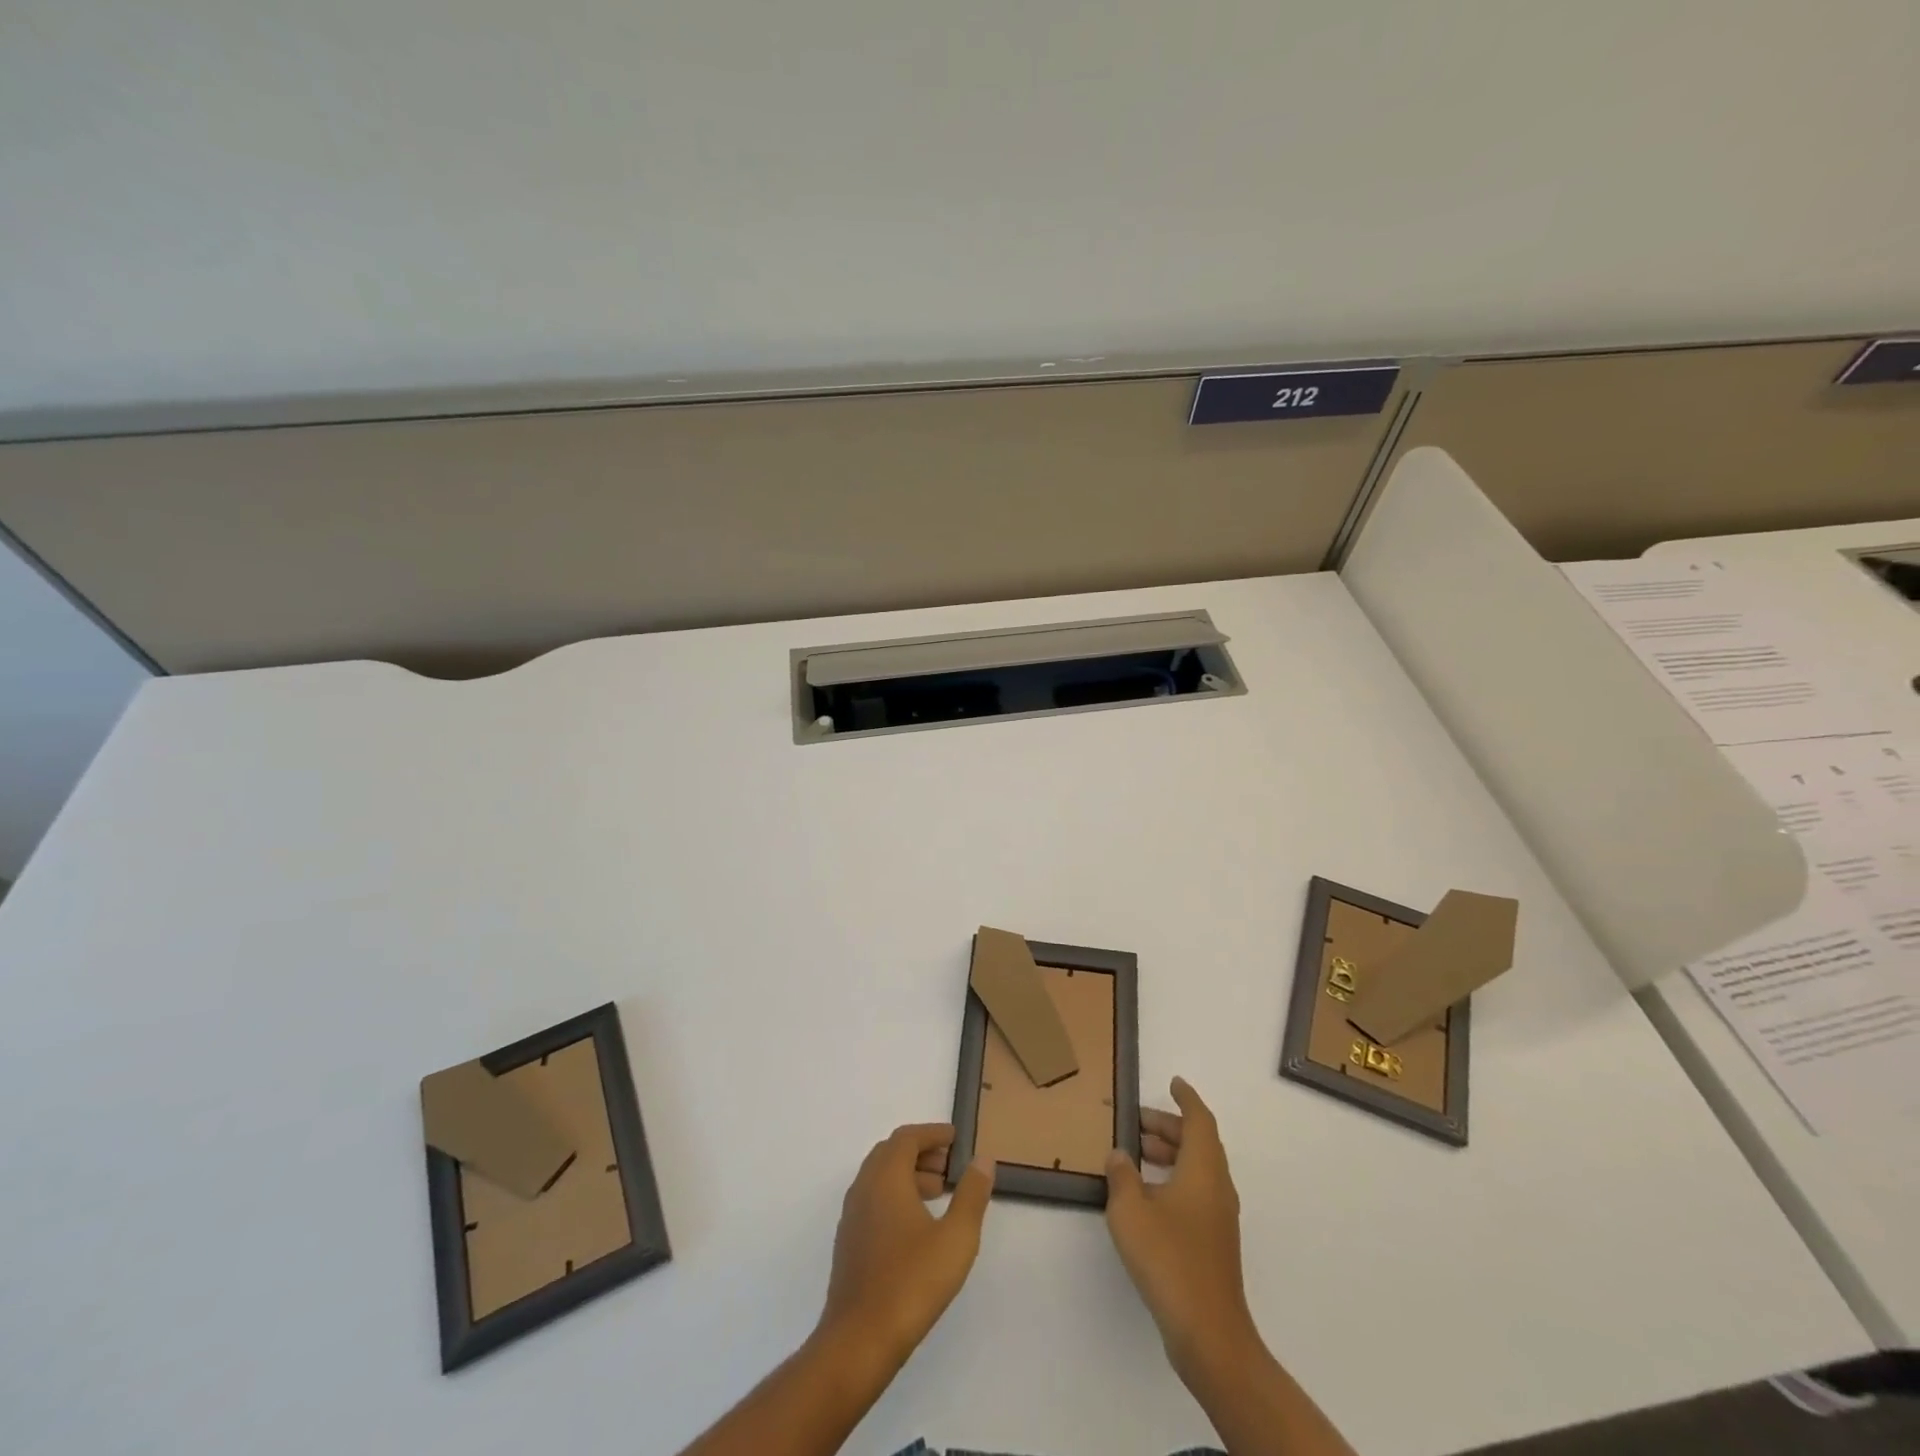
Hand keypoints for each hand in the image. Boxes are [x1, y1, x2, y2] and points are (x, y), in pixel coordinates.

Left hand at [818, 1123, 994, 1370]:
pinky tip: (916, 1225)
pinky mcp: (849, 1242)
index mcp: (885, 1178)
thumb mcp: (955, 1238)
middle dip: (921, 1152)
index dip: (932, 1133)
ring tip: (939, 1192)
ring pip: (880, 1177)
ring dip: (908, 1174)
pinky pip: (873, 1200)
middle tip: (949, 1164)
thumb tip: (982, 1160)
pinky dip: (896, 1195)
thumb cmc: (911, 1283)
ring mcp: (852, 1216)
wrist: (858, 1341)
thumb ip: (971, 1194)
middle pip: (891, 1153)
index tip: (956, 1138)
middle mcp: (864, 1188)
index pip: (907, 1138)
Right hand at [1104, 1078, 1256, 1374]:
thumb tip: (1119, 1154)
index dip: (1186, 1099)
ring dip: (1170, 1154)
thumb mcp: (1130, 1211)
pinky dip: (1174, 1179)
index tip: (1172, 1083)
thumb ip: (1121, 1176)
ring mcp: (1219, 1217)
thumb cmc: (1168, 1259)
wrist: (1208, 1333)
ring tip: (1137, 1154)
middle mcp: (1217, 1187)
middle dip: (1170, 1127)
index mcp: (1203, 1170)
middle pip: (1199, 1143)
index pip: (1199, 1120)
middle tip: (1137, 1123)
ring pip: (1198, 1169)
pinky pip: (1196, 1192)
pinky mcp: (1214, 1242)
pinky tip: (1146, 1196)